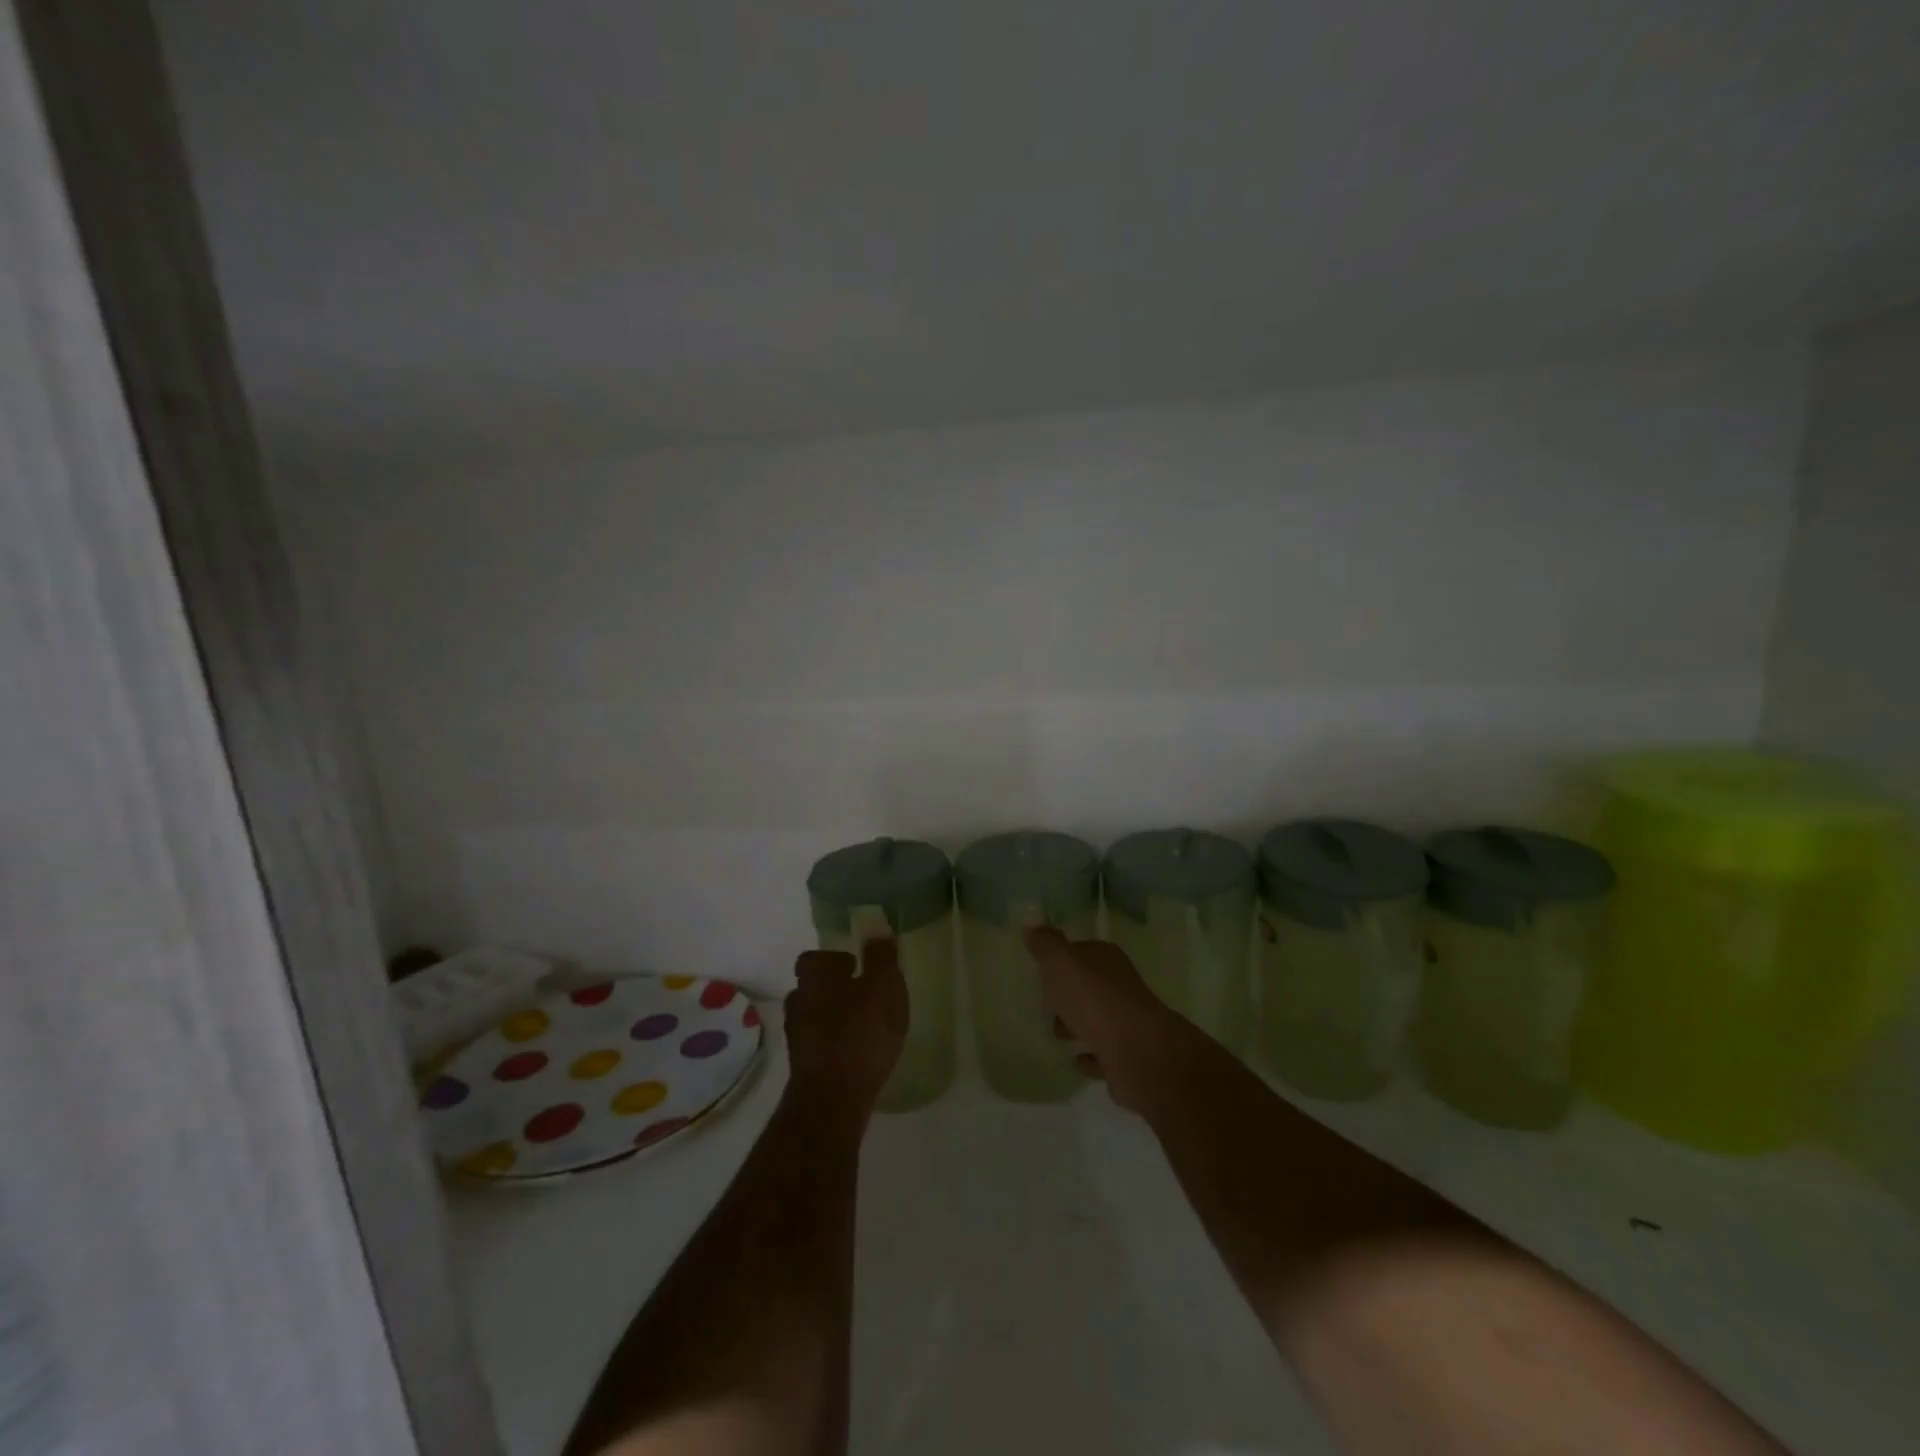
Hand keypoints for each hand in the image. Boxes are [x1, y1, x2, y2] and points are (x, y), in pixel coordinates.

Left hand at [784, 939, 908, 1115]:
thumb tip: (878, 930)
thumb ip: (882, 957)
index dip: (833, 960)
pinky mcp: (802, 1067)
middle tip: (862, 995)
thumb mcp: (884, 987)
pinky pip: (818, 1044)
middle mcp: (798, 1002)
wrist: (832, 1099)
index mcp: (814, 977)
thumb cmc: (861, 1033)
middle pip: (811, 987)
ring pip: (813, 1017)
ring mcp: (796, 1037)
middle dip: (833, 988)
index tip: (855, 966)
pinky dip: (833, 1043)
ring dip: (833, 1017)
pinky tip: (856, 1052)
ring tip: (862, 1025)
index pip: (813, 958)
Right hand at [1024, 928, 1191, 1114]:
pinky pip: (1103, 1053)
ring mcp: (1127, 1022)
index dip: (1064, 957)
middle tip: (1046, 1001)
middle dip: (1070, 992)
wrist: (1136, 1051)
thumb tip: (1031, 922)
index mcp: (1107, 959)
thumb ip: (1045, 944)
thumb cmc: (1094, 998)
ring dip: (1079, 1024)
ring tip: (1056, 1033)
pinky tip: (1076, 1059)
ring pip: (1098, 1018)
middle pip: (1091, 985)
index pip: (1084, 950)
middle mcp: (1121, 986)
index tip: (1044, 967)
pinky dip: (1091, 1054)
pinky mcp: (1128, 1056)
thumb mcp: (1061, 963)